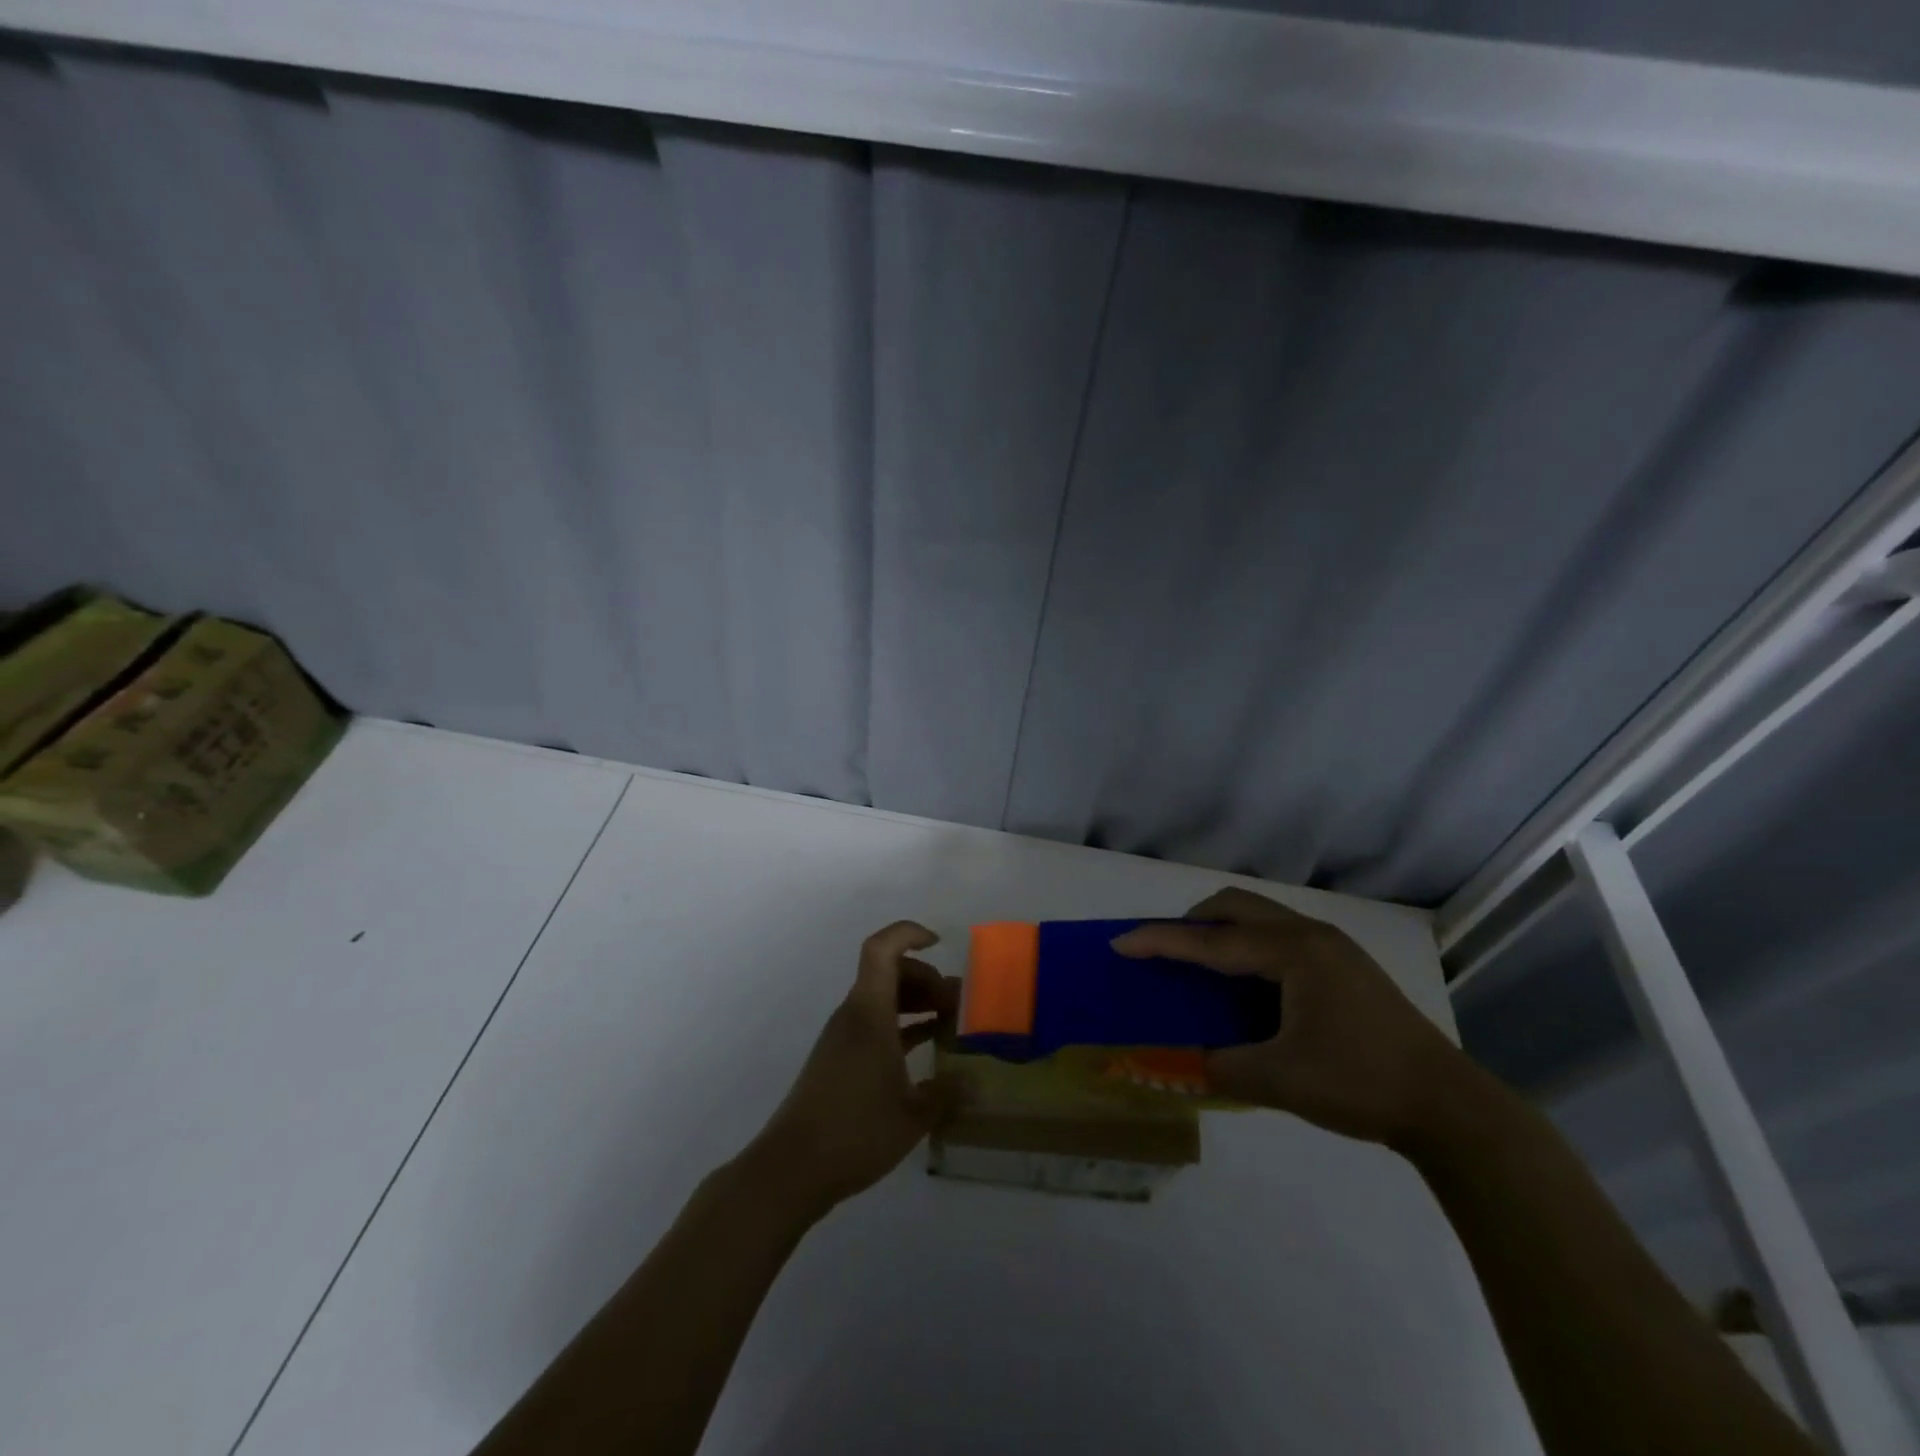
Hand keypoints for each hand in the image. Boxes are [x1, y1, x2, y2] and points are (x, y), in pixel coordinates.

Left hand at [750, 921, 961, 1214]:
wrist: (792, 1168)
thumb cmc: (854, 1131)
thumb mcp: (913, 1116)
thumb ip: (947, 1093)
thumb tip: (976, 1083)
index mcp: (869, 1012)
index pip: (882, 949)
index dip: (910, 934)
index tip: (941, 945)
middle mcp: (854, 1014)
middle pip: (889, 971)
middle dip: (926, 976)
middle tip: (957, 1004)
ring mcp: (844, 1036)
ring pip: (883, 997)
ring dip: (916, 1001)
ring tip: (950, 1023)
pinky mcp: (840, 1058)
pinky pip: (876, 1023)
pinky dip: (903, 1026)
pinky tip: (927, 1049)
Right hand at [1112, 888, 1465, 1150]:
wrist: (1449, 1106)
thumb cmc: (1361, 1083)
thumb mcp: (1281, 1081)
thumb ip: (1222, 1067)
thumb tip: (1186, 1063)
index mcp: (1293, 953)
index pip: (1211, 940)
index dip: (1161, 941)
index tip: (1121, 942)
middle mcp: (1310, 936)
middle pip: (1236, 906)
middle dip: (1192, 922)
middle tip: (1165, 952)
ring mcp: (1332, 947)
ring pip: (1260, 917)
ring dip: (1223, 930)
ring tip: (1201, 966)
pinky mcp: (1344, 965)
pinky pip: (1279, 936)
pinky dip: (1248, 945)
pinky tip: (1247, 985)